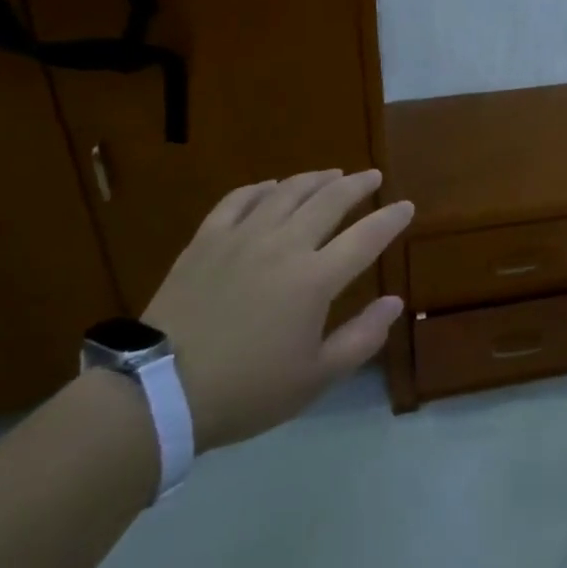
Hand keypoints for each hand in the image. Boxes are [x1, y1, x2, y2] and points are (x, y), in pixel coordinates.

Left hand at [143, 169, 410, 451]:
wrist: (160, 393)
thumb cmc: (247, 391)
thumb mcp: (315, 378)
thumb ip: (362, 337)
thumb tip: (395, 302)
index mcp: (315, 279)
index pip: (366, 237)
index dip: (391, 219)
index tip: (406, 206)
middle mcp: (285, 245)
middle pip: (330, 201)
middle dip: (358, 185)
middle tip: (372, 176)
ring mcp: (243, 237)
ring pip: (287, 191)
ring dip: (315, 179)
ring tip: (331, 174)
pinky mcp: (207, 240)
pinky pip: (238, 199)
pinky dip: (261, 187)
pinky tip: (271, 186)